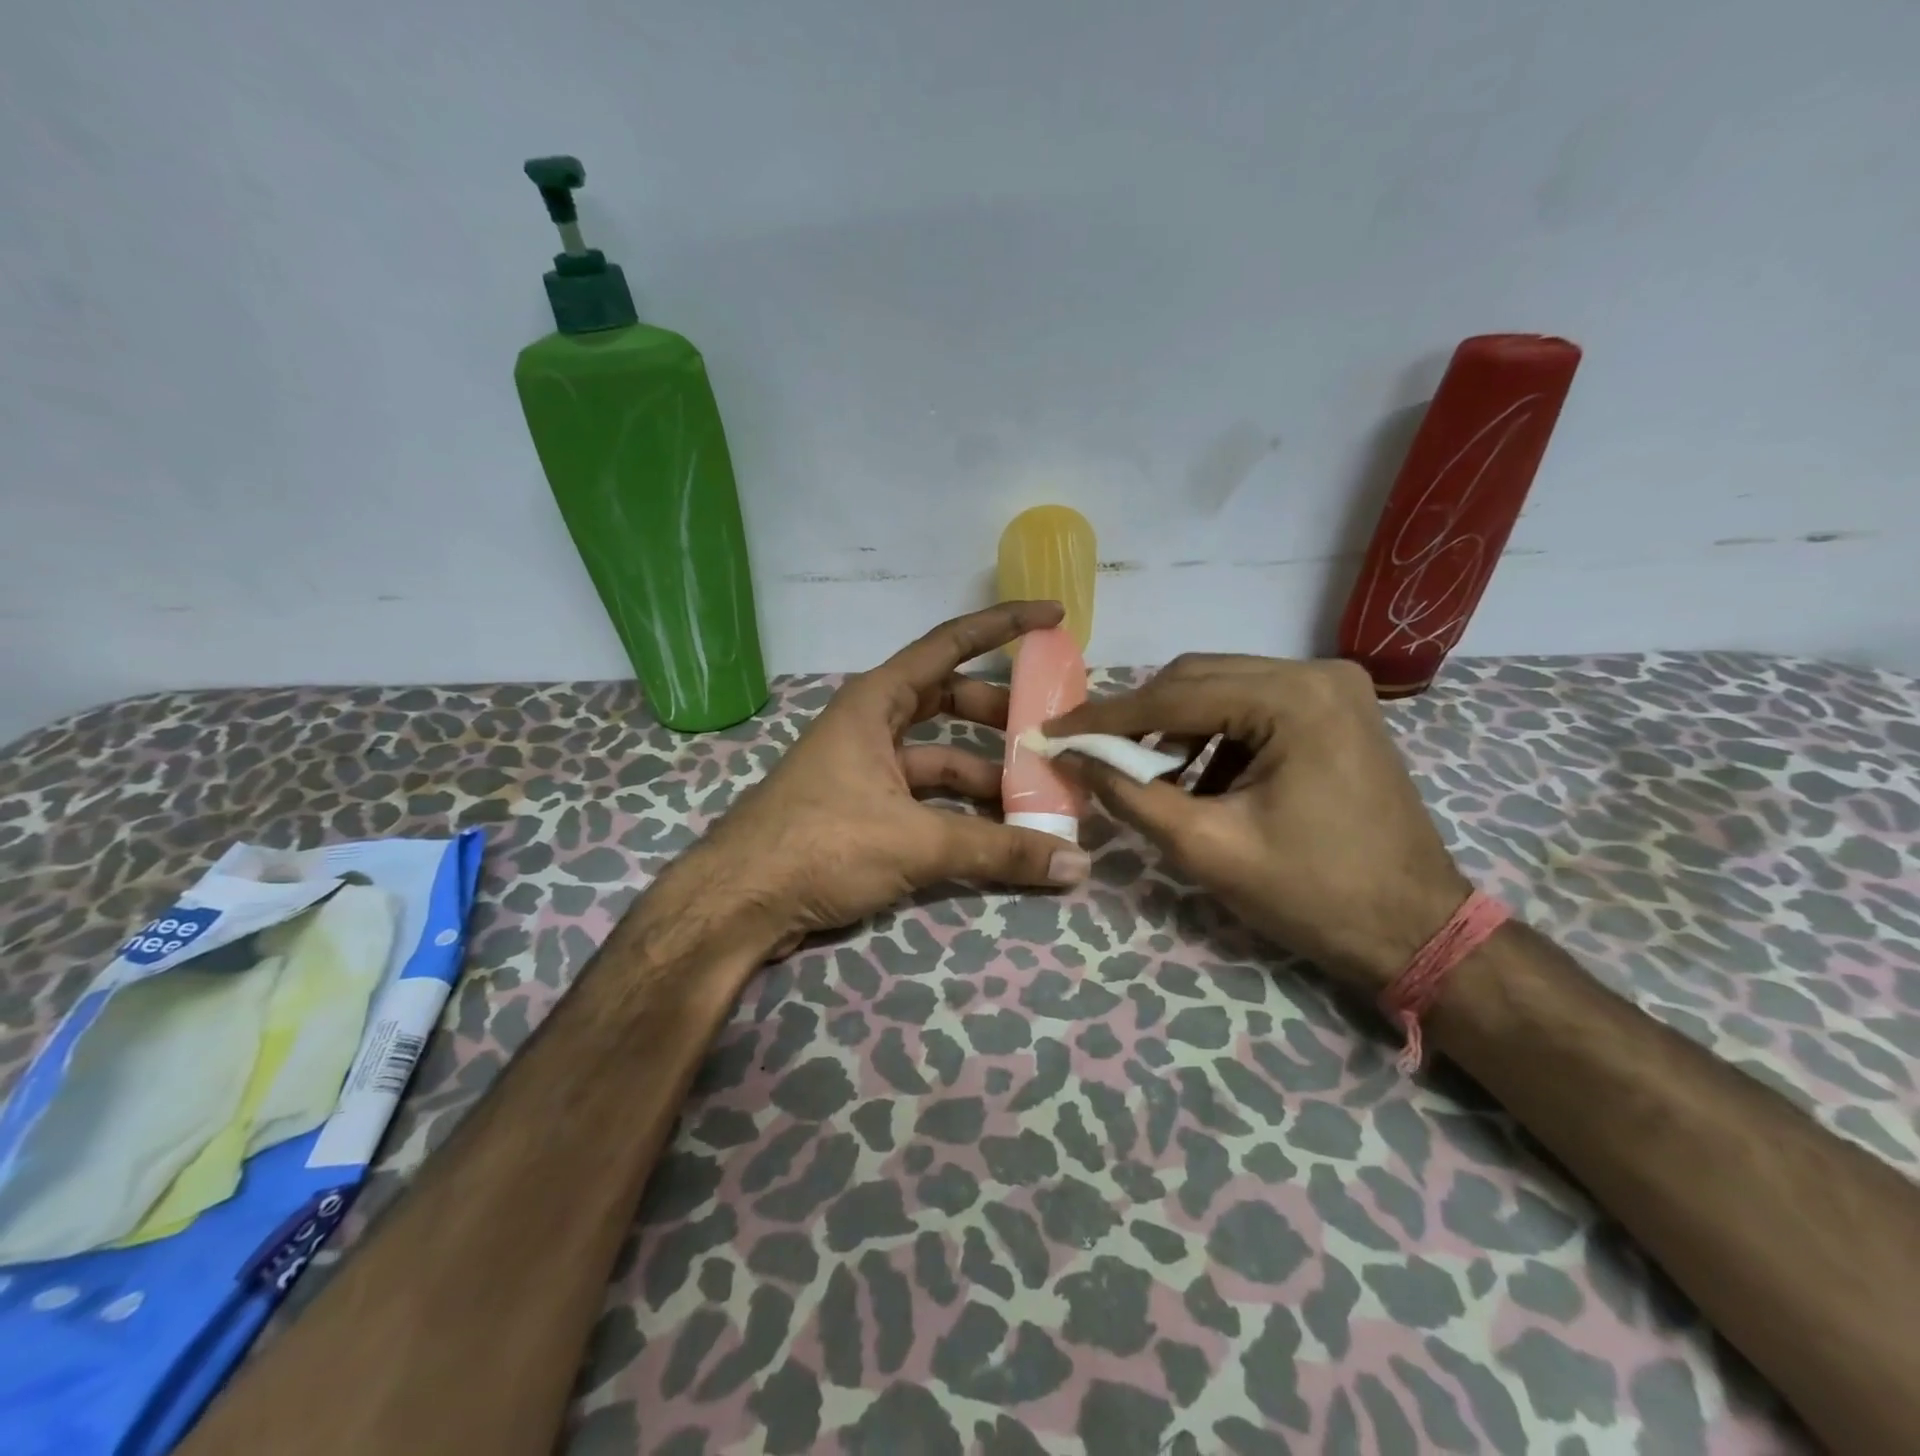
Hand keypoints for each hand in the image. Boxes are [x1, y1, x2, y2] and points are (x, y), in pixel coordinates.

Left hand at [683, 602, 1091, 957]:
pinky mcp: (862, 809)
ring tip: (1036, 796)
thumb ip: (998, 850)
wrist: (738, 904)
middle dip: (1000, 716)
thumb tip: (1077, 864)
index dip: (1003, 625)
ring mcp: (865, 768)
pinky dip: (959, 810)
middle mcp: (871, 725)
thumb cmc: (822, 844)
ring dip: (984, 774)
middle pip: (949, 702)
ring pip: (939, 757)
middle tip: (1049, 733)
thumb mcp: (916, 841)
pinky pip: (924, 796)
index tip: (1053, 617)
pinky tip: (995, 834)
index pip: (949, 643)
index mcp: (876, 702)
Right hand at [1045, 654, 1469, 993]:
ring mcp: (1331, 687)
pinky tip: (1196, 777)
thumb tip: (1072, 757)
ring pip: (1221, 688)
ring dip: (1174, 727)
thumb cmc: (1313, 895)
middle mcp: (1316, 673)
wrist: (1415, 931)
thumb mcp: (1207, 847)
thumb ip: (1131, 794)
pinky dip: (1212, 736)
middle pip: (1197, 679)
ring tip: (1145, 773)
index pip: (1175, 696)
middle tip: (1093, 753)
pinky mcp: (1335, 709)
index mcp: (1293, 699)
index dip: (1105, 716)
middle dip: (1139, 718)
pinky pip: (1251, 706)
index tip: (1051, 730)